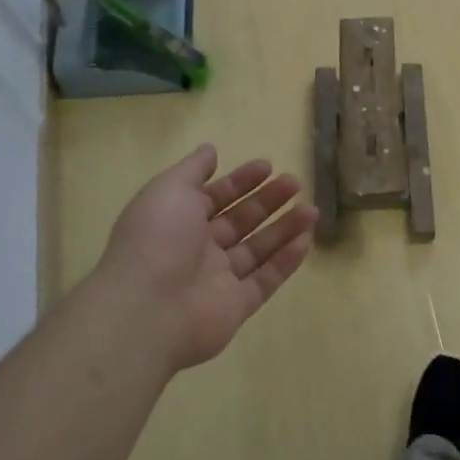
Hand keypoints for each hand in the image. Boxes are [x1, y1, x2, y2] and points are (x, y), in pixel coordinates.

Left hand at [85, 145, 318, 371]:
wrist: (147, 310)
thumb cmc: (158, 239)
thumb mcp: (170, 189)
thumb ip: (193, 169)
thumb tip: (210, 150)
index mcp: (177, 221)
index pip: (214, 197)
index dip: (240, 181)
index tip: (268, 165)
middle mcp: (197, 250)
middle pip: (239, 221)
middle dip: (267, 200)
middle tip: (296, 183)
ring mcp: (217, 280)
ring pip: (257, 249)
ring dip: (284, 228)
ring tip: (312, 209)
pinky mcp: (236, 307)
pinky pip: (265, 280)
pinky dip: (285, 261)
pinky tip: (306, 241)